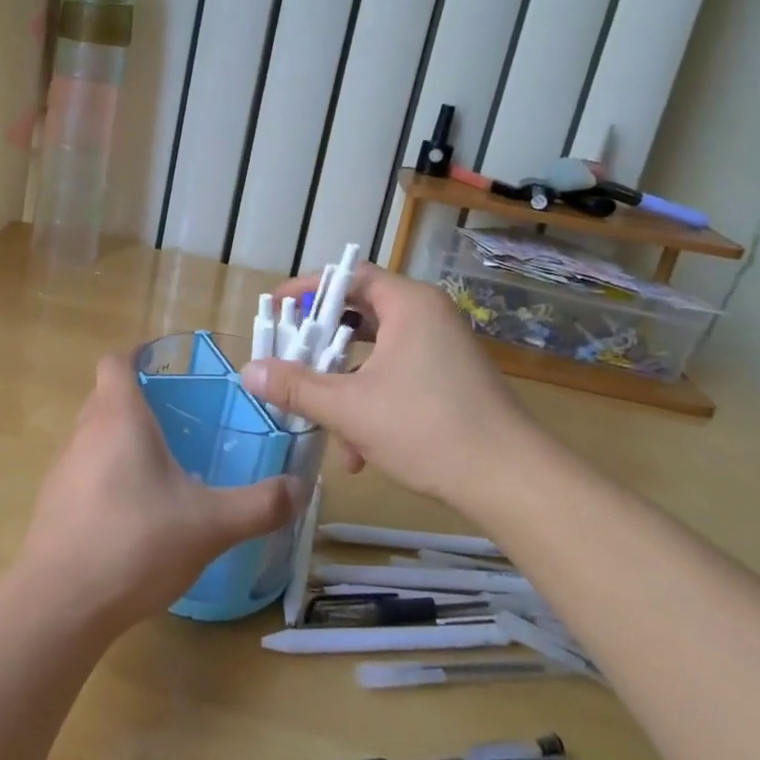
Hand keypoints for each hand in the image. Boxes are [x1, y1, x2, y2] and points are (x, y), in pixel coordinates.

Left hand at [13, 354, 294, 631]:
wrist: (59, 603)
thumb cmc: (136, 543)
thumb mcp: (211, 525)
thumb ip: (260, 505)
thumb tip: (301, 488)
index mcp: (119, 418)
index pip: (115, 363)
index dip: (137, 356)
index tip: (165, 367)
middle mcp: (84, 433)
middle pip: (105, 397)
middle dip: (136, 401)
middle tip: (177, 421)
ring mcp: (62, 469)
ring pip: (92, 436)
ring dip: (120, 441)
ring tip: (160, 468)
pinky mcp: (52, 503)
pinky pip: (82, 472)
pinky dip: (105, 476)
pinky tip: (132, 514)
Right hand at [241, 263, 541, 504]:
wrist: (511, 482)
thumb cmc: (427, 428)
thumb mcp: (350, 408)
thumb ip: (296, 387)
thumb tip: (248, 371)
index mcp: (408, 304)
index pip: (348, 276)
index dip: (306, 290)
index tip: (274, 309)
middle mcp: (427, 316)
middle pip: (359, 314)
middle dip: (320, 345)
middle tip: (287, 358)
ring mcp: (442, 349)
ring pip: (375, 354)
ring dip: (342, 385)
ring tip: (318, 420)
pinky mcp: (449, 380)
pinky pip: (396, 376)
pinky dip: (370, 402)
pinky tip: (357, 453)